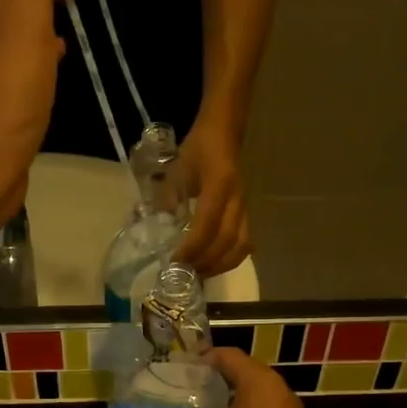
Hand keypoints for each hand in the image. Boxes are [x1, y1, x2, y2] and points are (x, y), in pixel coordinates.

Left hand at [175, 123, 250, 278]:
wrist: (224, 132)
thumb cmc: (198, 149)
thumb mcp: (177, 171)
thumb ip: (168, 199)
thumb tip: (160, 229)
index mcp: (219, 186)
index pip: (207, 225)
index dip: (192, 247)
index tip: (176, 262)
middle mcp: (237, 200)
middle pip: (227, 241)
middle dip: (206, 262)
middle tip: (186, 275)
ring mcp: (245, 207)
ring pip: (241, 246)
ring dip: (220, 265)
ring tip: (200, 275)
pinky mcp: (247, 213)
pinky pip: (244, 242)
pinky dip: (230, 259)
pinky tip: (214, 265)